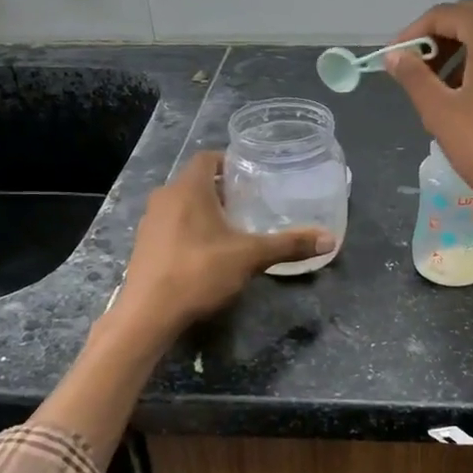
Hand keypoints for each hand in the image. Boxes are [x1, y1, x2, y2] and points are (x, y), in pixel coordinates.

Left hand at [115, 152, 333, 335]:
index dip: (229, 162)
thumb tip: (329, 239)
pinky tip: (206, 253)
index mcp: (188, 188)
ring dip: (203, 211)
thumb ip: (288, 244)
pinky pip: (170, 226)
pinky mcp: (143, 246)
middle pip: (195, 182)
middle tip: (248, 203)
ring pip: (180, 205)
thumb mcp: (250, 257)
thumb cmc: (199, 272)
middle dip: (220, 190)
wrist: (148, 314)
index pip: (207, 158)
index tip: (250, 174)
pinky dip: (189, 230)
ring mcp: (149, 222)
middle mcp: (164, 197)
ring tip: (230, 228)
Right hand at [386, 0, 472, 235]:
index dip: (413, 35)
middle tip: (416, 74)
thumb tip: (395, 56)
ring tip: (443, 91)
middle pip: (471, 20)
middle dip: (439, 42)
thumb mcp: (441, 113)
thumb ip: (414, 77)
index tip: (395, 60)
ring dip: (463, 54)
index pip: (444, 15)